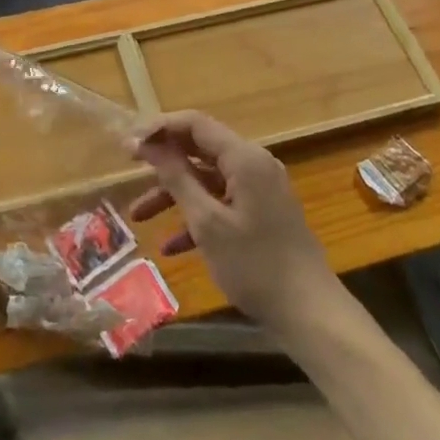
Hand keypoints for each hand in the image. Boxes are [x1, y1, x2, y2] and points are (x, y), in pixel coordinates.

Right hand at [127, 110, 335, 331]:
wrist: (311, 315)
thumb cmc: (255, 265)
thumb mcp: (207, 222)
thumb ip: (176, 177)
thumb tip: (148, 143)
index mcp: (244, 157)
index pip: (194, 124)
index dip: (159, 127)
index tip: (128, 143)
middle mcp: (253, 164)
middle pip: (199, 149)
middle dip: (163, 161)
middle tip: (130, 168)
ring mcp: (259, 190)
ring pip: (207, 180)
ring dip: (174, 194)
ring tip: (139, 216)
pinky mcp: (262, 213)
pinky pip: (222, 203)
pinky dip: (197, 217)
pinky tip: (172, 247)